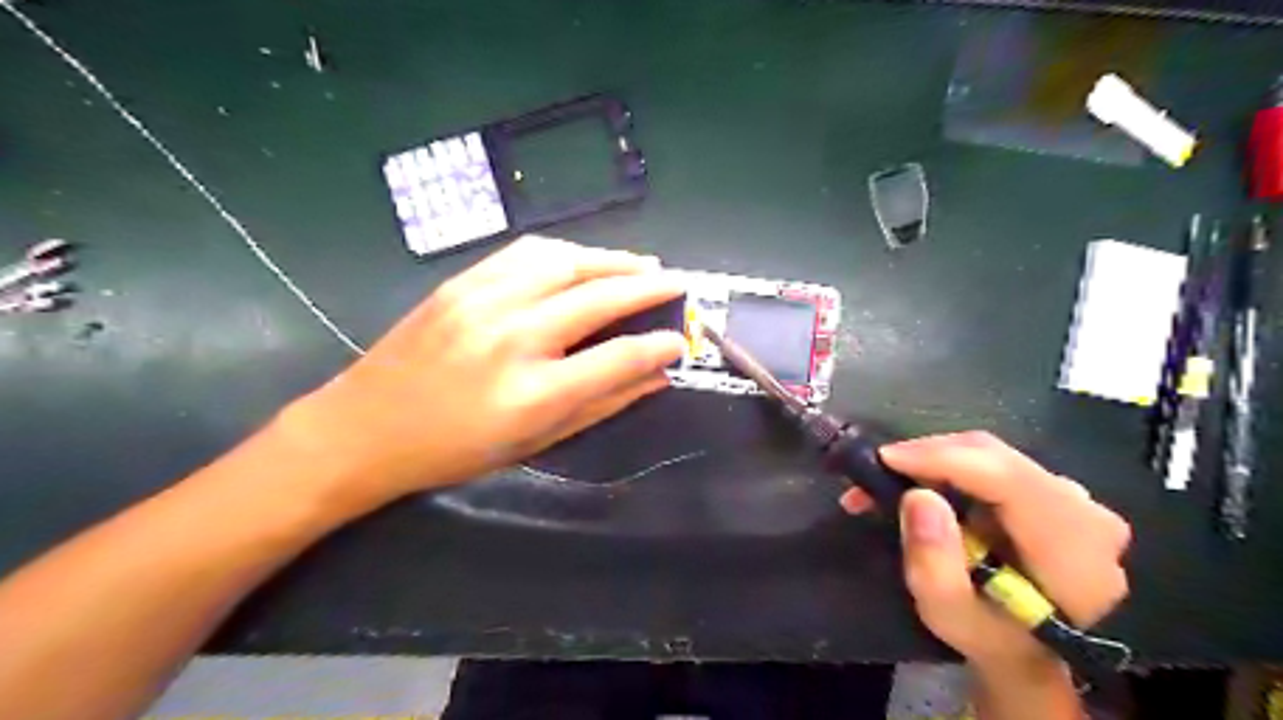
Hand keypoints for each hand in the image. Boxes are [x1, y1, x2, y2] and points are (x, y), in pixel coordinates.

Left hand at [275, 235, 686, 504]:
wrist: (365, 429)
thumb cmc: (455, 450)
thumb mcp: (535, 442)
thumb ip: (602, 405)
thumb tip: (656, 377)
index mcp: (533, 393)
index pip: (618, 357)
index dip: (659, 346)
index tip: (681, 340)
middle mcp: (514, 338)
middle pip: (599, 297)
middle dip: (648, 288)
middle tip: (678, 283)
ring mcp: (484, 302)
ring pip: (566, 262)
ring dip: (612, 260)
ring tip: (642, 265)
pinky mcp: (461, 283)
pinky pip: (526, 253)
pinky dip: (568, 252)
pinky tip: (586, 259)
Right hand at [843, 433, 1131, 675]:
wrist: (1029, 652)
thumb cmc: (990, 638)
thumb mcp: (950, 615)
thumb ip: (934, 563)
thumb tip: (918, 497)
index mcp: (1073, 548)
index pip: (1006, 478)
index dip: (942, 459)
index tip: (884, 459)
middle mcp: (1084, 511)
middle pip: (994, 457)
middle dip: (927, 456)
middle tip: (874, 470)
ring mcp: (1070, 497)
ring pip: (989, 454)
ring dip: (932, 460)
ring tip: (887, 480)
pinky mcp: (1048, 490)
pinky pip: (991, 461)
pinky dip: (947, 465)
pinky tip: (918, 482)